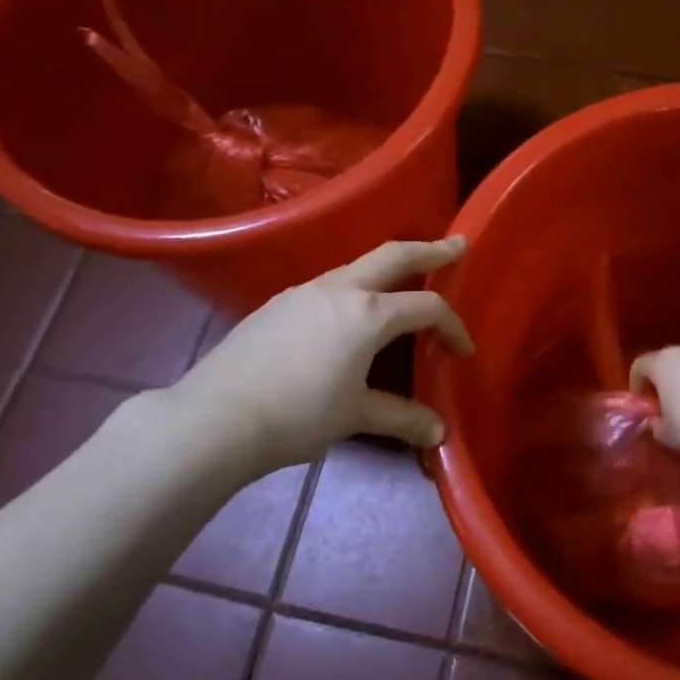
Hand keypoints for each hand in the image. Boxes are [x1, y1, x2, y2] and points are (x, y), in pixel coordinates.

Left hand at [175, 237, 473, 470]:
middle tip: (458, 245)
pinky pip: (329, 284)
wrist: (216, 418)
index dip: (453, 326)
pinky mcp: (278, 303)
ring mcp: (304, 291)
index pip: (427, 306)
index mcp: (368, 313)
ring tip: (403, 281)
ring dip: (388, 268)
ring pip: (357, 266)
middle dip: (430, 249)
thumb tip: (439, 434)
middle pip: (395, 255)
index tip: (464, 351)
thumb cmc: (298, 416)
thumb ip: (402, 418)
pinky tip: (347, 315)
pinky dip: (354, 287)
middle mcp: (339, 289)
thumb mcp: (355, 416)